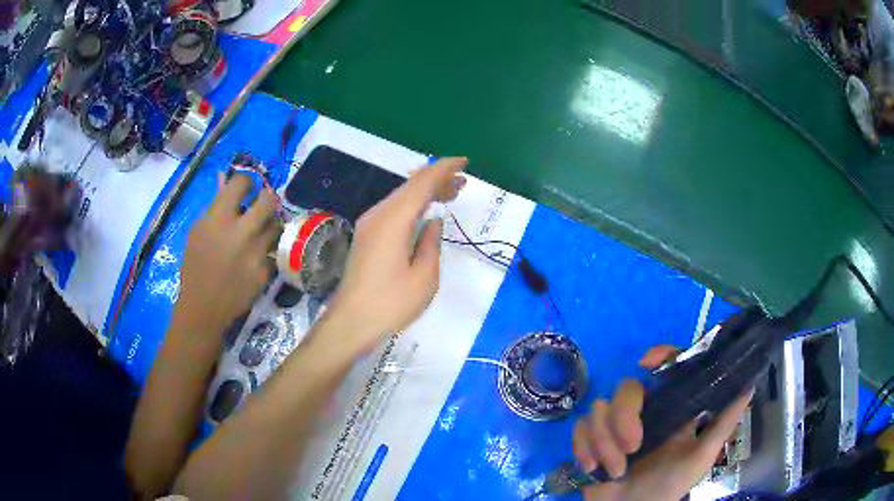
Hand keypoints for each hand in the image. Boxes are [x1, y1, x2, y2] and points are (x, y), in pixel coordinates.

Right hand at [173, 174, 279, 345]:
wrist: (204, 307)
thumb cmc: (194, 266)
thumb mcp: (197, 232)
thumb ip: (214, 206)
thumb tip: (226, 180)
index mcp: (219, 218)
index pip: (242, 182)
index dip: (244, 180)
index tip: (244, 186)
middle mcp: (242, 231)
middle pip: (268, 200)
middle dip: (265, 197)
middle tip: (261, 202)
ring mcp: (257, 252)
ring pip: (276, 225)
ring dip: (270, 223)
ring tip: (260, 229)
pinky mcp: (267, 271)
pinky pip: (274, 250)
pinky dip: (268, 248)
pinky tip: (259, 252)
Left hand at [325, 157, 467, 353]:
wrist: (350, 323)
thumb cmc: (390, 304)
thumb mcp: (424, 278)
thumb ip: (431, 244)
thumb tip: (433, 222)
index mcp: (393, 221)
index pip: (421, 184)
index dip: (443, 169)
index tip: (464, 162)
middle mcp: (377, 215)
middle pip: (409, 187)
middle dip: (437, 179)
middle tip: (462, 183)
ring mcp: (368, 225)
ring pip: (400, 197)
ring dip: (425, 192)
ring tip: (450, 193)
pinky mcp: (366, 236)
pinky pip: (393, 210)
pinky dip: (412, 205)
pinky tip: (424, 211)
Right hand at [573, 346, 752, 500]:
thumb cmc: (667, 487)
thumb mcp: (700, 458)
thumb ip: (723, 424)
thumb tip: (749, 385)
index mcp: (671, 409)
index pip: (667, 368)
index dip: (659, 356)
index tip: (646, 362)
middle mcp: (643, 411)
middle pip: (626, 388)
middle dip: (624, 418)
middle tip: (632, 447)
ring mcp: (614, 425)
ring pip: (599, 410)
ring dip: (605, 445)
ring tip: (614, 470)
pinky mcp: (590, 439)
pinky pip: (579, 428)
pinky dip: (584, 448)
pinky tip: (592, 468)